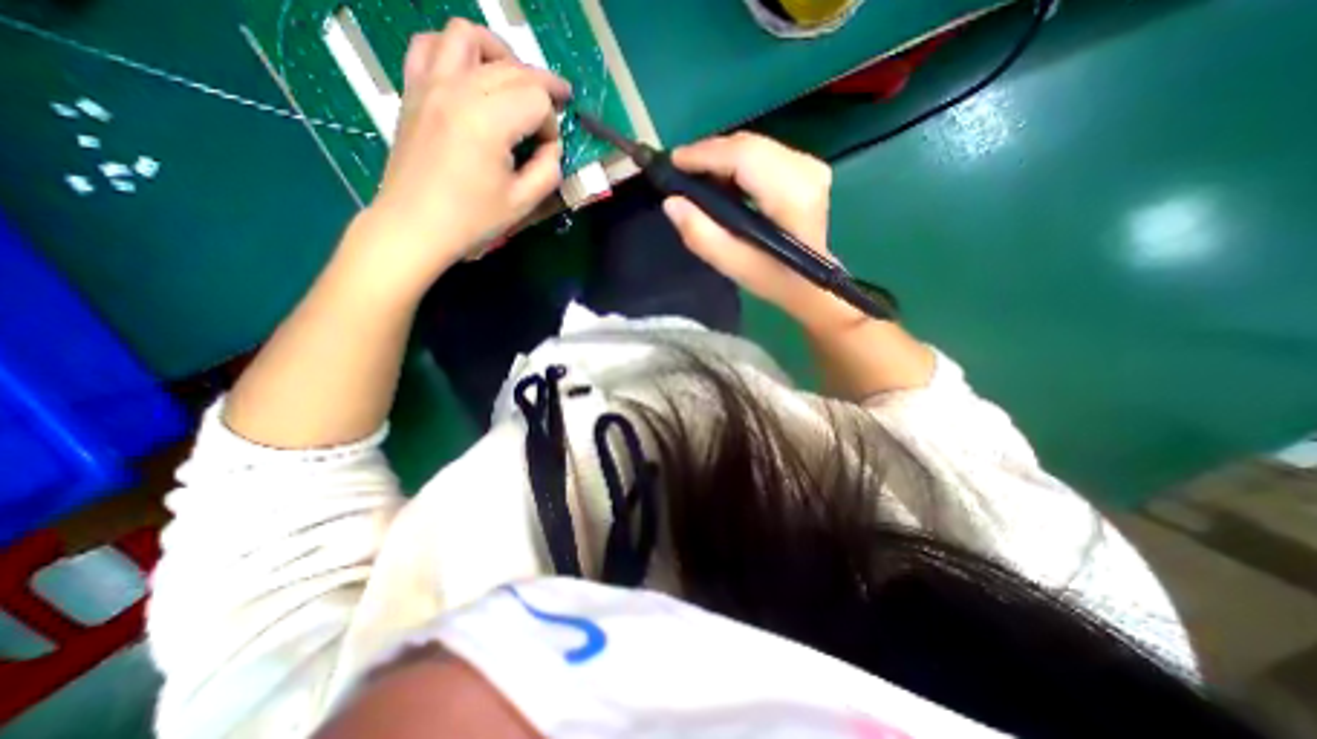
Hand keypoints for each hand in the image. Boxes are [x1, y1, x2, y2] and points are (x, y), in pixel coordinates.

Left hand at [349, 19, 570, 297]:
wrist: (414, 225)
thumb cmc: (471, 220)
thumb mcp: (523, 203)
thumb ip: (548, 171)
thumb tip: (551, 149)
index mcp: (488, 121)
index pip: (537, 100)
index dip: (552, 126)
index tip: (548, 152)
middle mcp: (458, 89)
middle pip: (513, 68)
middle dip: (543, 88)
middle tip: (557, 110)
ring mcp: (430, 83)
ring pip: (469, 36)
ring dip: (501, 54)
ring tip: (515, 80)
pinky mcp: (414, 89)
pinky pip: (430, 44)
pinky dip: (457, 50)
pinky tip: (471, 74)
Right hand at [665, 129, 849, 325]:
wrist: (810, 282)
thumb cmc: (773, 278)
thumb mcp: (733, 266)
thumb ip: (701, 235)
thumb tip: (672, 202)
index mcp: (792, 196)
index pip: (745, 156)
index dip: (706, 154)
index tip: (673, 162)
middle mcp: (805, 171)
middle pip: (748, 145)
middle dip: (710, 154)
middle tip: (680, 173)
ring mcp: (809, 165)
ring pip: (753, 145)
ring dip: (721, 158)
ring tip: (697, 178)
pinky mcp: (806, 166)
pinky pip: (762, 152)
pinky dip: (737, 162)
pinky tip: (721, 180)